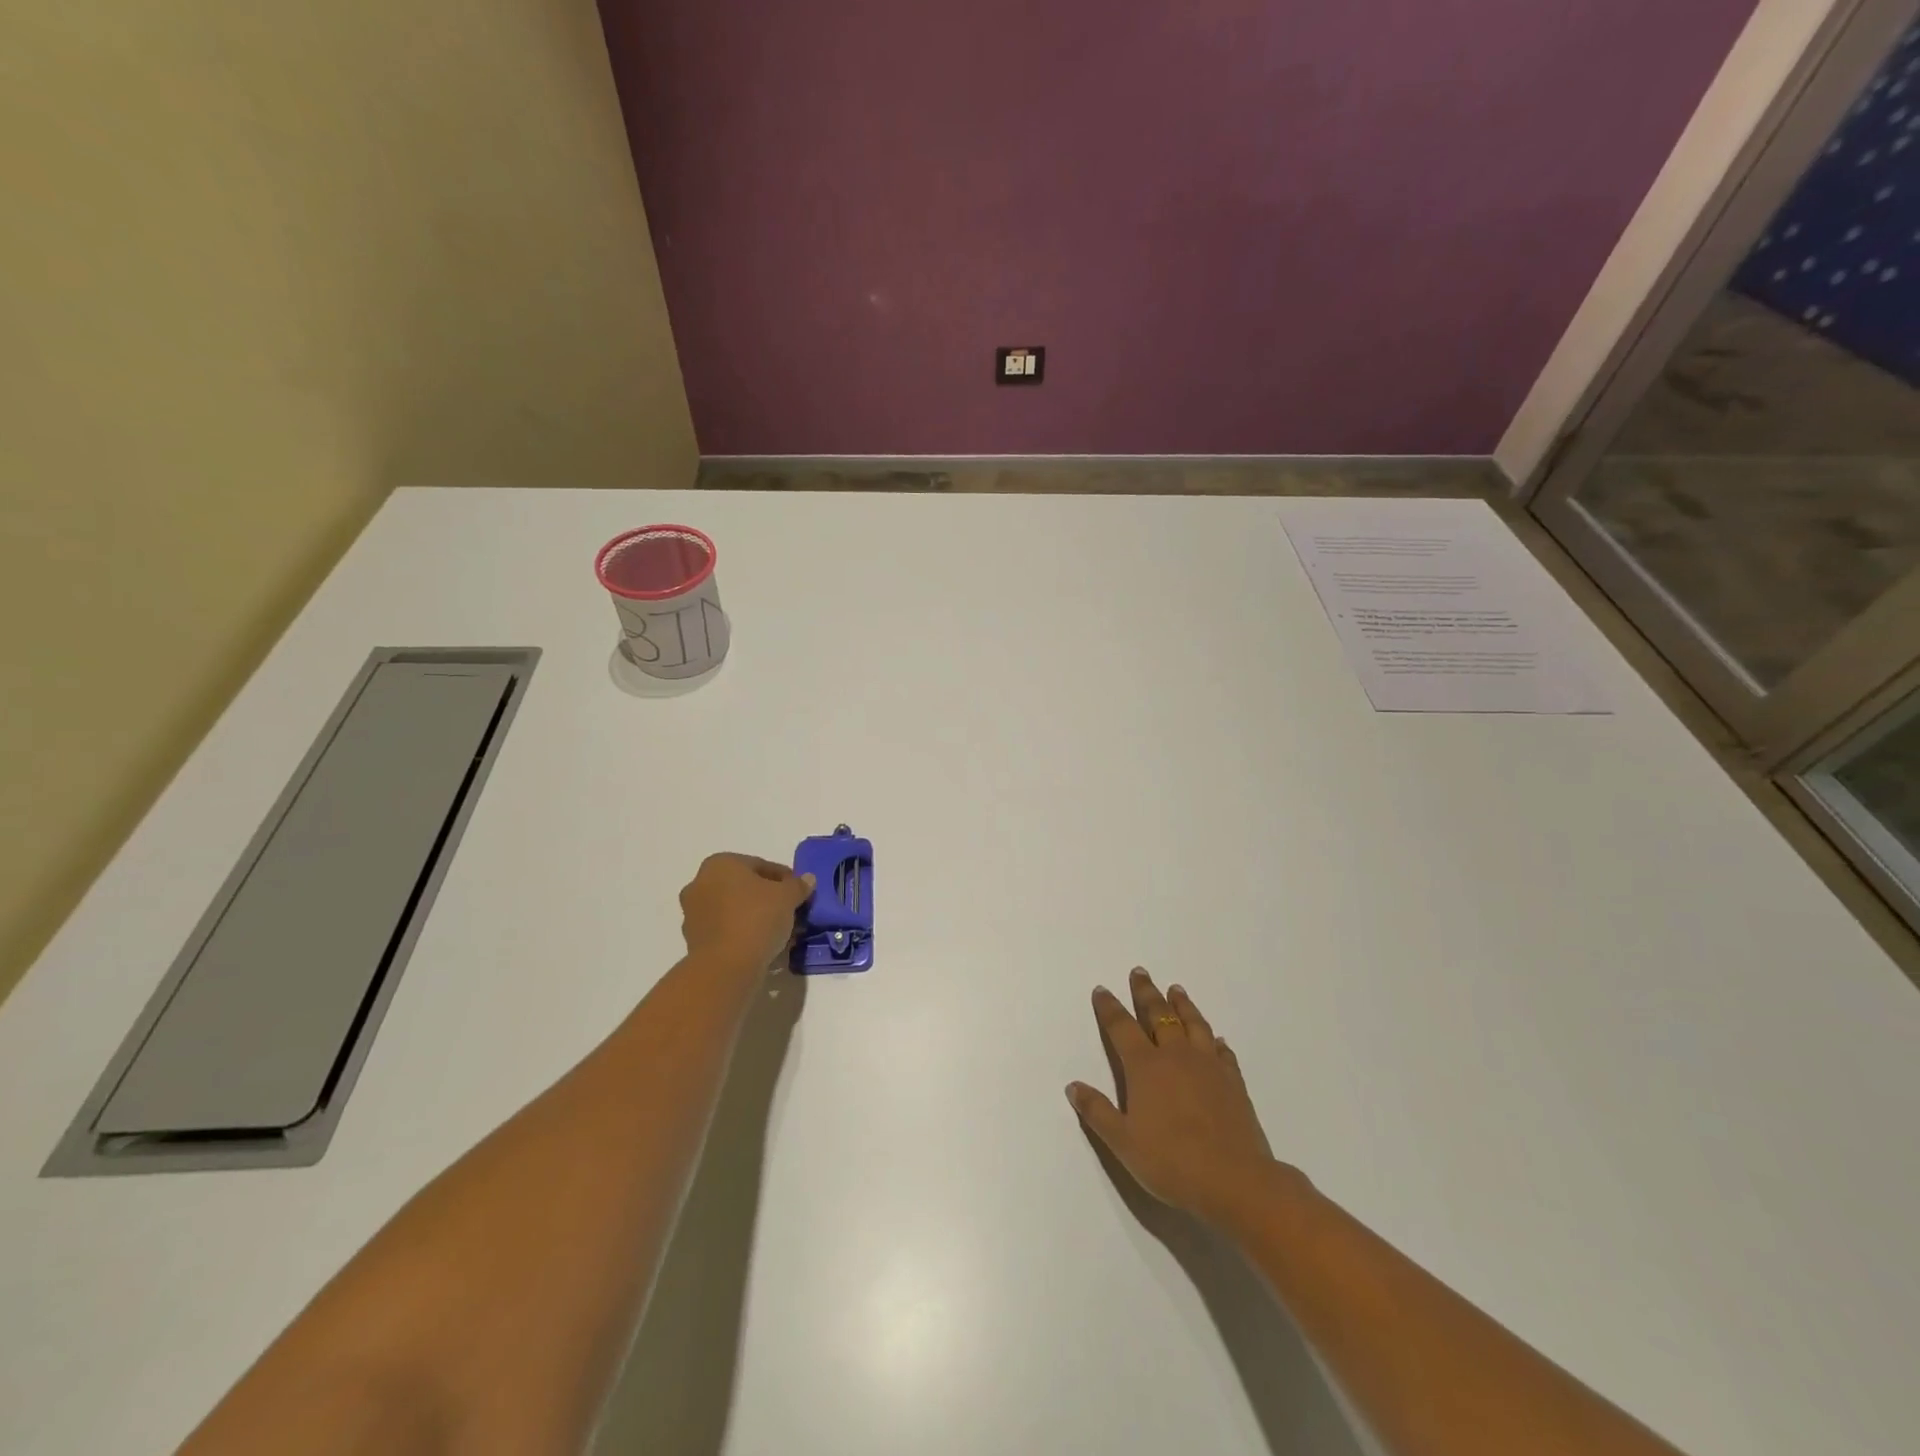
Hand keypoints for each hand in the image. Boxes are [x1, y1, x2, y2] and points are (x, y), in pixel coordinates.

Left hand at [678, 853, 814, 970]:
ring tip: (779, 931)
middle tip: (790, 911)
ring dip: (755, 916)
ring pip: (733, 909)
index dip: (784, 879)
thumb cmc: (756, 918)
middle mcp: (700, 883)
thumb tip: (808, 879)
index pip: (760, 866)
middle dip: (767, 898)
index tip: (799, 893)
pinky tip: (762, 944)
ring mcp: (693, 913)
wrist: (726, 966)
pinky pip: (726, 929)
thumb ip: (798, 885)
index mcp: (720, 864)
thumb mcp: (787, 897)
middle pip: (744, 887)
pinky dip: (742, 932)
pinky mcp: (693, 939)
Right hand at [1067, 968, 1298, 1226]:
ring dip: (1182, 1005)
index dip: (1109, 1008)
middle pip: (1158, 1015)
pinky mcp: (1233, 1081)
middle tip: (1140, 972)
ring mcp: (1208, 1066)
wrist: (1235, 1181)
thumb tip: (1073, 1086)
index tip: (1102, 990)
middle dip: (1146, 992)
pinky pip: (1222, 1051)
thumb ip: (1097, 1112)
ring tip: (1176, 990)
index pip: (1121, 1027)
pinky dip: (1215, 1039)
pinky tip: (1215, 1038)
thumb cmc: (1171, 1162)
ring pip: (1193, 1024)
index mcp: (1145, 1067)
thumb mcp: (1123, 1142)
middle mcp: (1176, 1056)